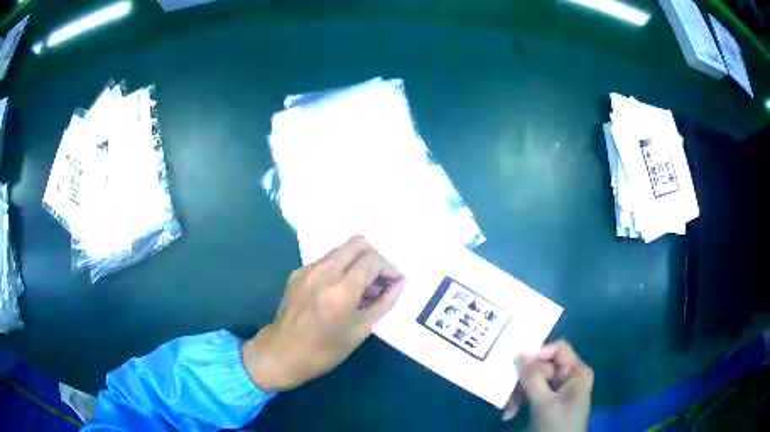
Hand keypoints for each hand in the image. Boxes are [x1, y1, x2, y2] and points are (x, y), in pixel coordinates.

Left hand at [242, 235, 405, 391]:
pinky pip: (327, 260)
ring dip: (358, 260)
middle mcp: (323, 272)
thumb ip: (384, 303)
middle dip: (375, 255)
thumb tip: (400, 283)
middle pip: (358, 242)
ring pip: (342, 249)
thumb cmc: (325, 351)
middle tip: (380, 277)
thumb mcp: (360, 330)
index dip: (390, 267)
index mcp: (341, 291)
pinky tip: (341, 289)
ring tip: (363, 285)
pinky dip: (341, 267)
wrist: (282, 353)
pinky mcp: (298, 272)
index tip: (396, 280)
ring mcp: (308, 270)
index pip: (373, 260)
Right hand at [502, 340, 592, 431]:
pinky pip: (532, 394)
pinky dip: (520, 403)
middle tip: (506, 393)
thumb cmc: (557, 424)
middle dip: (522, 382)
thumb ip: (532, 377)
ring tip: (507, 410)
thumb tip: (519, 353)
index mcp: (576, 372)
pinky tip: (509, 415)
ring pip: (533, 382)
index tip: (518, 365)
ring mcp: (558, 390)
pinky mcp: (548, 402)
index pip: (558, 349)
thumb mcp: (543, 402)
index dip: (539, 354)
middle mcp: (569, 377)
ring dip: (518, 395)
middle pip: (542, 367)